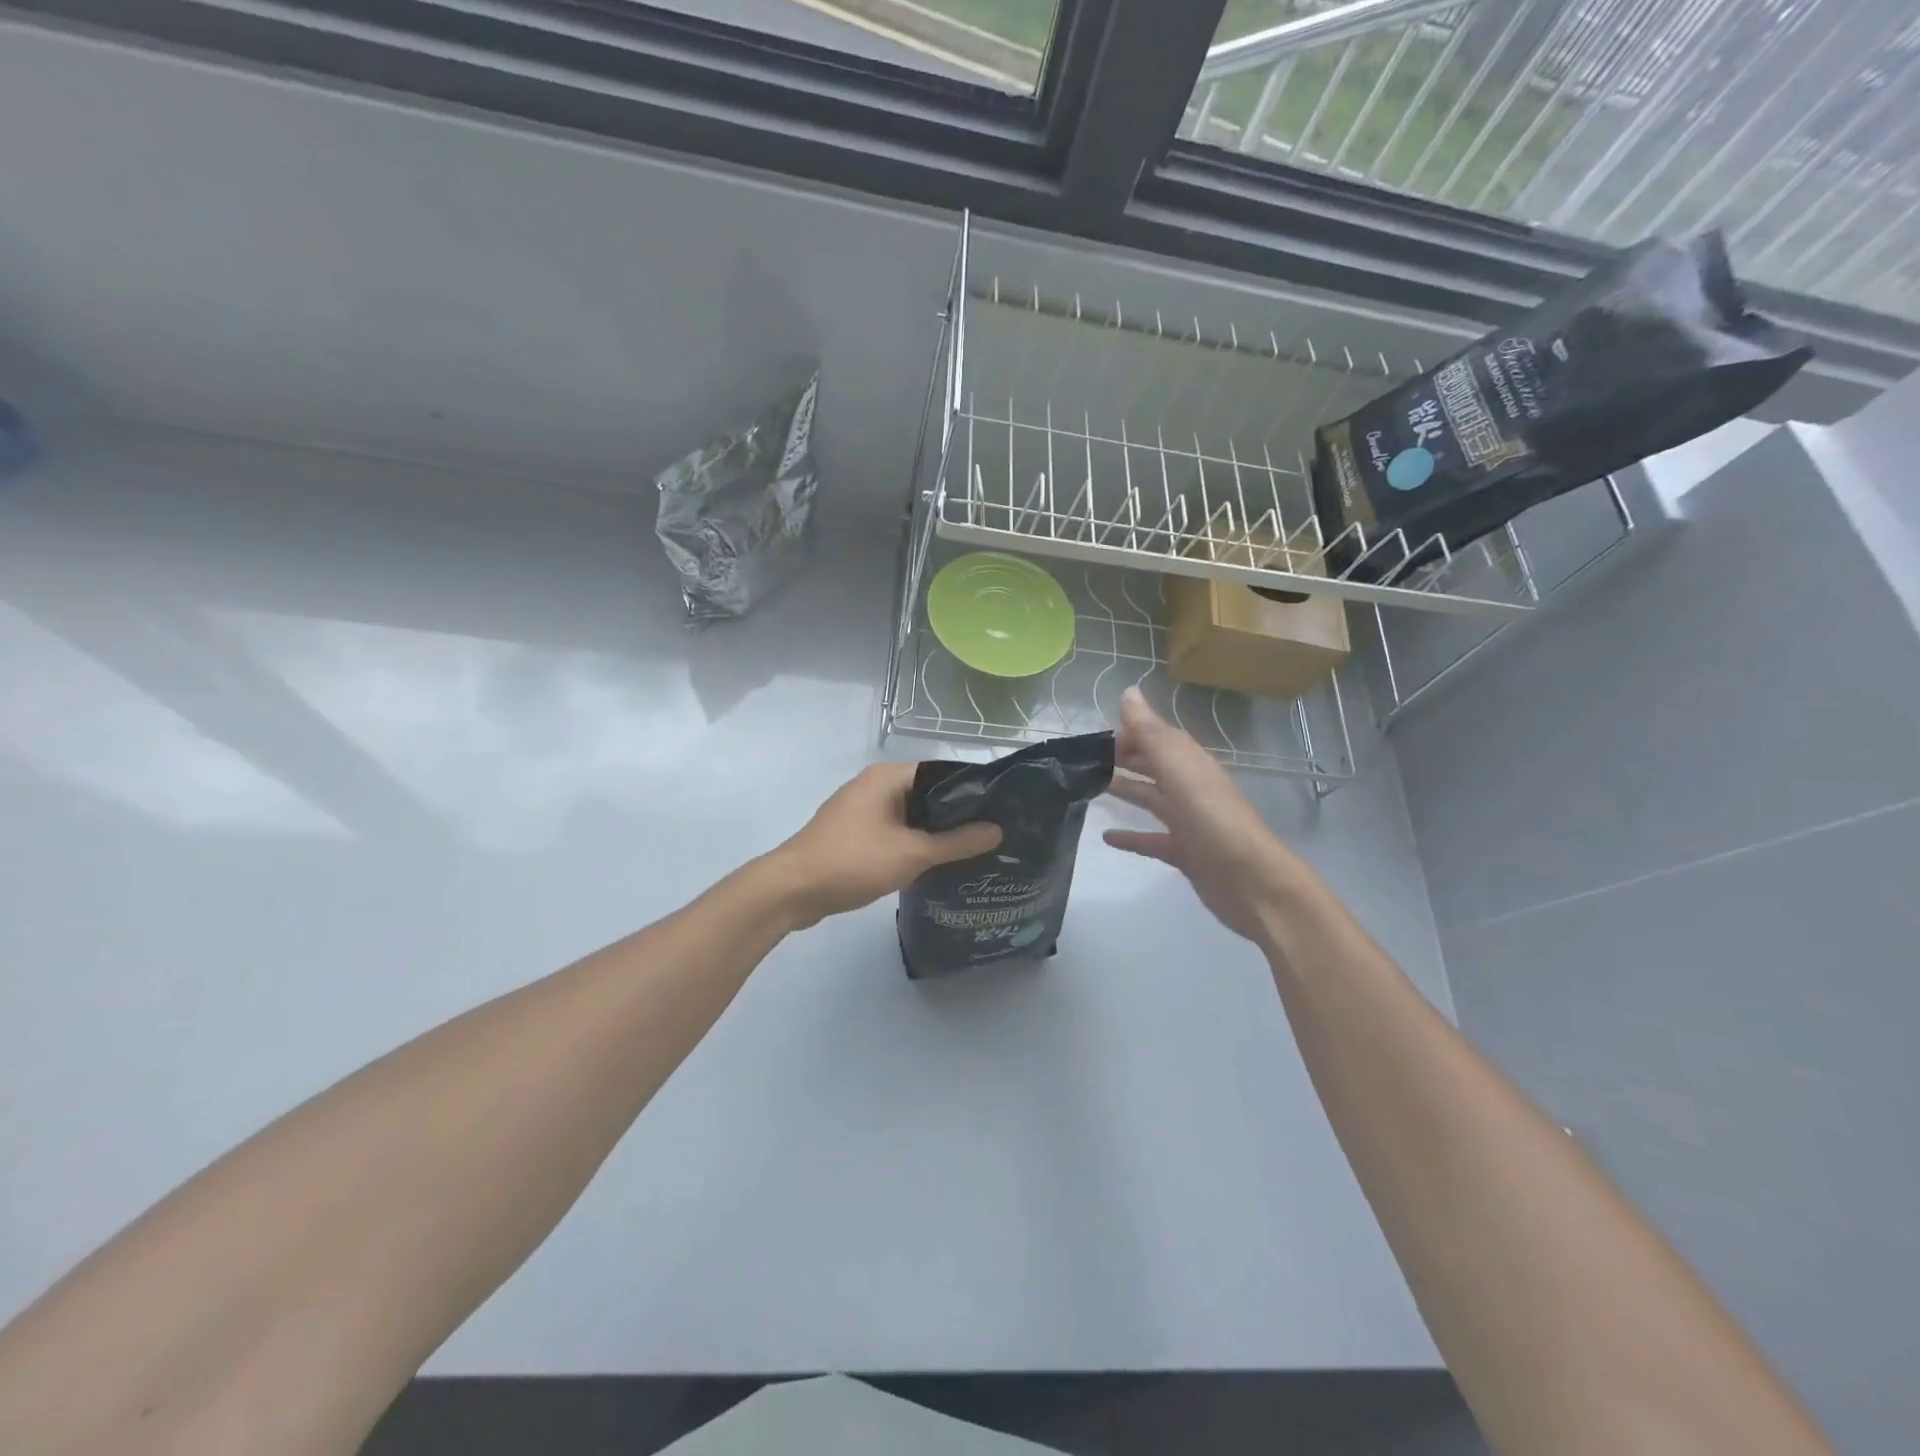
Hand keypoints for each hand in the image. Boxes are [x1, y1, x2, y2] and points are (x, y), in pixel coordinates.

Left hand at [767, 762, 1002, 928]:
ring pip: (908, 815)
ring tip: (970, 850)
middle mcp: (873, 786)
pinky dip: (912, 843)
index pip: (940, 773)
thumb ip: (957, 842)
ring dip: (933, 832)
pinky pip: (892, 832)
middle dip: (955, 815)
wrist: (792, 890)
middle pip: (925, 794)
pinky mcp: (852, 834)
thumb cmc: (854, 861)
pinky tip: (934, 863)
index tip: (999, 810)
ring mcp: (859, 810)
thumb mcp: (913, 853)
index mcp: (887, 777)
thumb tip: (997, 830)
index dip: (970, 790)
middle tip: (991, 834)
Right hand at [1103, 687, 1317, 943]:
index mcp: (1189, 763)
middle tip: (1081, 760)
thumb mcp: (1179, 770)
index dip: (1127, 732)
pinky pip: (1151, 840)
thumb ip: (1151, 733)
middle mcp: (1189, 788)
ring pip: (1150, 799)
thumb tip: (1128, 691)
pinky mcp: (1184, 853)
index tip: (1090, 736)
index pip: (1155, 737)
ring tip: (1087, 787)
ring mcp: (1188, 822)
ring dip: (1124, 790)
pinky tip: (1106, 837)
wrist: (1251, 882)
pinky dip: (1130, 837)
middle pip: (1152, 766)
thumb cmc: (1212, 820)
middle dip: (1122, 758)